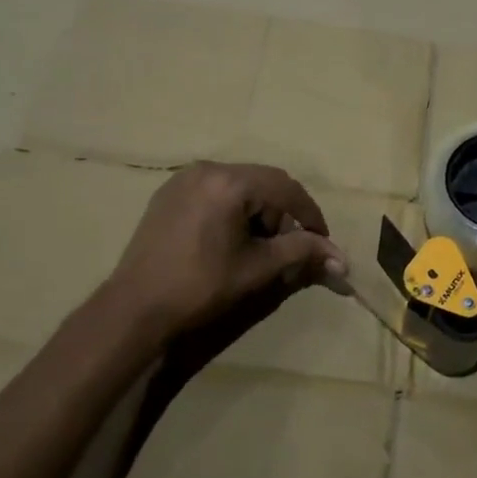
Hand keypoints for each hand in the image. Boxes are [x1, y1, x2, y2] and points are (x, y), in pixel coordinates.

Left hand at [96, 162, 346, 355]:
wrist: (135, 308)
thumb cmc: (201, 286)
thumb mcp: (257, 268)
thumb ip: (301, 252)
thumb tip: (341, 257)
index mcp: (230, 182)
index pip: (286, 188)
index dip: (310, 215)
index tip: (322, 242)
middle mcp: (207, 168)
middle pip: (264, 182)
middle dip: (283, 213)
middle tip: (289, 247)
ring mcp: (184, 178)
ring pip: (240, 185)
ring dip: (259, 211)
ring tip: (258, 246)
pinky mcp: (169, 192)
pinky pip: (215, 190)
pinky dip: (233, 209)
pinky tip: (230, 238)